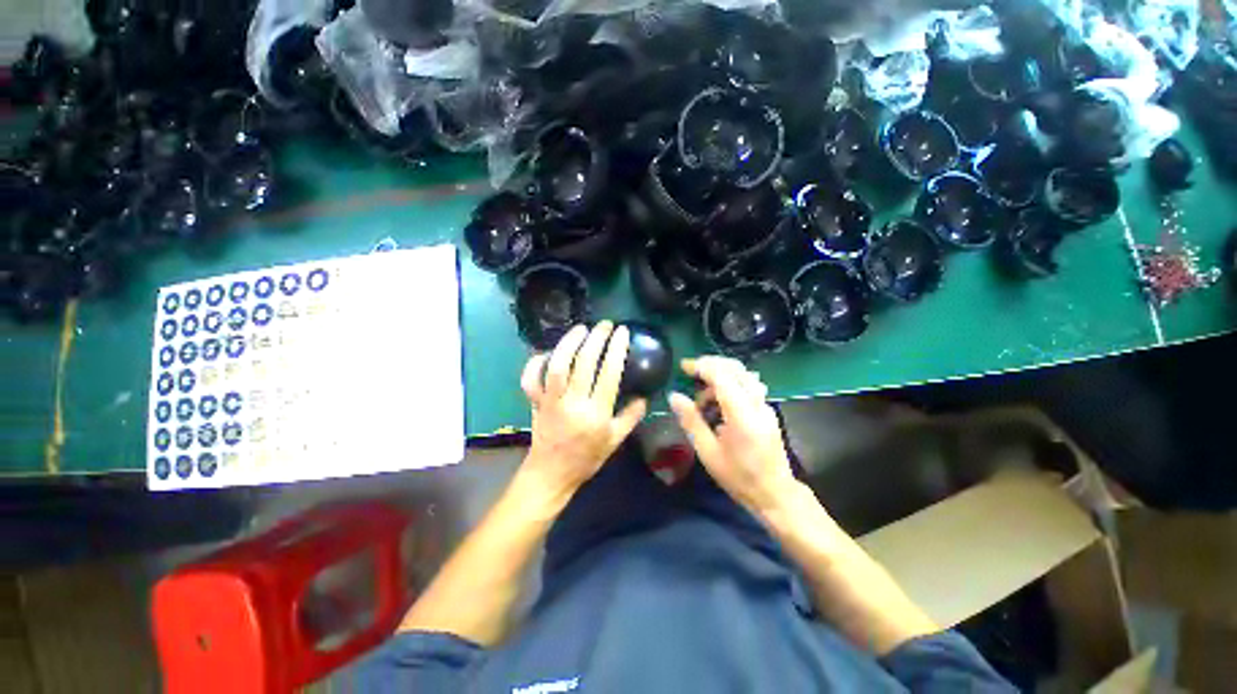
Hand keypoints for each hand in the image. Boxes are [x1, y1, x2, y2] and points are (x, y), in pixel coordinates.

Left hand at [518, 322, 647, 501]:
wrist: (551, 474)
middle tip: (604, 325)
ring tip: (581, 329)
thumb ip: (631, 417)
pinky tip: (547, 352)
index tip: (622, 332)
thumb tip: (644, 396)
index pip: (609, 374)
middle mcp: (573, 403)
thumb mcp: (615, 441)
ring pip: (557, 365)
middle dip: (595, 339)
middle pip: (583, 363)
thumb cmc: (586, 458)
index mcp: (596, 413)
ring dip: (568, 343)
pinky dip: (536, 362)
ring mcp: (551, 401)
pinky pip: (531, 379)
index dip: (616, 349)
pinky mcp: (535, 402)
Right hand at [668, 357, 796, 513]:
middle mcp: (757, 404)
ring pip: (742, 374)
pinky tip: (719, 403)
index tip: (683, 366)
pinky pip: (748, 384)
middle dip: (710, 365)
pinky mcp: (767, 409)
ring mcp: (765, 405)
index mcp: (742, 415)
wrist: (775, 493)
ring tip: (703, 398)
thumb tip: (674, 396)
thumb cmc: (739, 476)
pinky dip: (730, 383)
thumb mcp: (708, 452)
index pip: (722, 376)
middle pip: (734, 368)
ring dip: (720, 375)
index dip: (701, 366)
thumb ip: (691, 420)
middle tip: (690, 373)